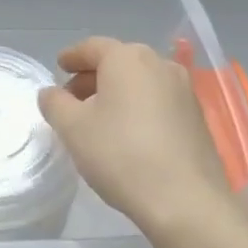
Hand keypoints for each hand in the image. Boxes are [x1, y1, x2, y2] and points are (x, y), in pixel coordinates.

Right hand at [37, 37, 234, 233]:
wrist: (185, 200)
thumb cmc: (120, 154)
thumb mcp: (72, 128)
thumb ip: (55, 103)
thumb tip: (51, 93)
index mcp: (127, 58)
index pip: (92, 47)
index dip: (71, 56)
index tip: (58, 68)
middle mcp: (159, 64)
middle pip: (118, 62)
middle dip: (92, 77)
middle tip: (71, 99)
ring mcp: (184, 90)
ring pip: (140, 81)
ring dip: (116, 92)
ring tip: (97, 119)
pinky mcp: (196, 116)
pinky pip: (158, 100)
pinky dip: (137, 107)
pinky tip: (126, 133)